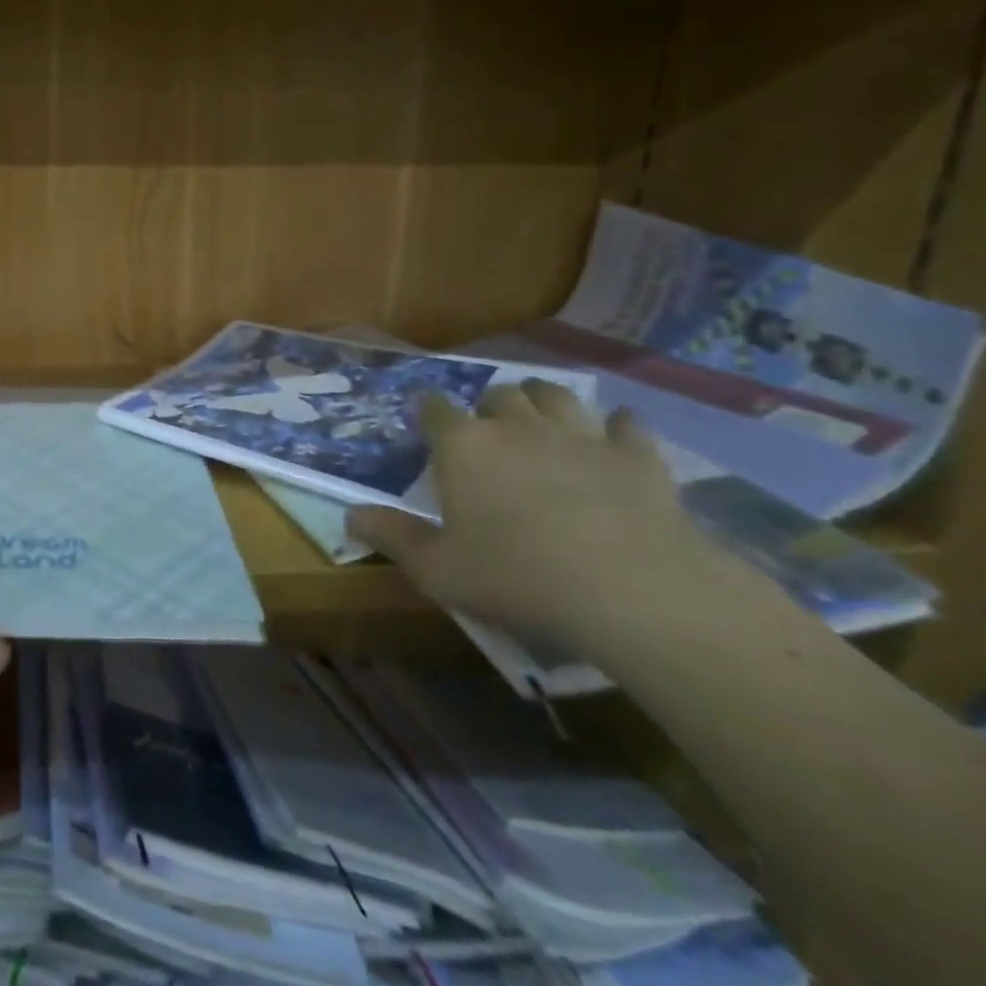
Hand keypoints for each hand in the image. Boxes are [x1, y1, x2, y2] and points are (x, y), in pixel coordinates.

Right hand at [348, 381, 727, 649]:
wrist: (634, 591)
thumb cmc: (519, 577)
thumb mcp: (439, 570)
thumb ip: (392, 537)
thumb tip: (349, 515)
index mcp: (464, 447)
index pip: (434, 409)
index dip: (426, 411)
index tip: (424, 421)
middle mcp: (516, 427)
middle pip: (497, 395)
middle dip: (489, 406)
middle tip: (488, 432)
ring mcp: (580, 435)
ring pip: (555, 395)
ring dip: (542, 400)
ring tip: (540, 418)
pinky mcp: (636, 455)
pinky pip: (625, 423)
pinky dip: (616, 426)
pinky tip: (613, 436)